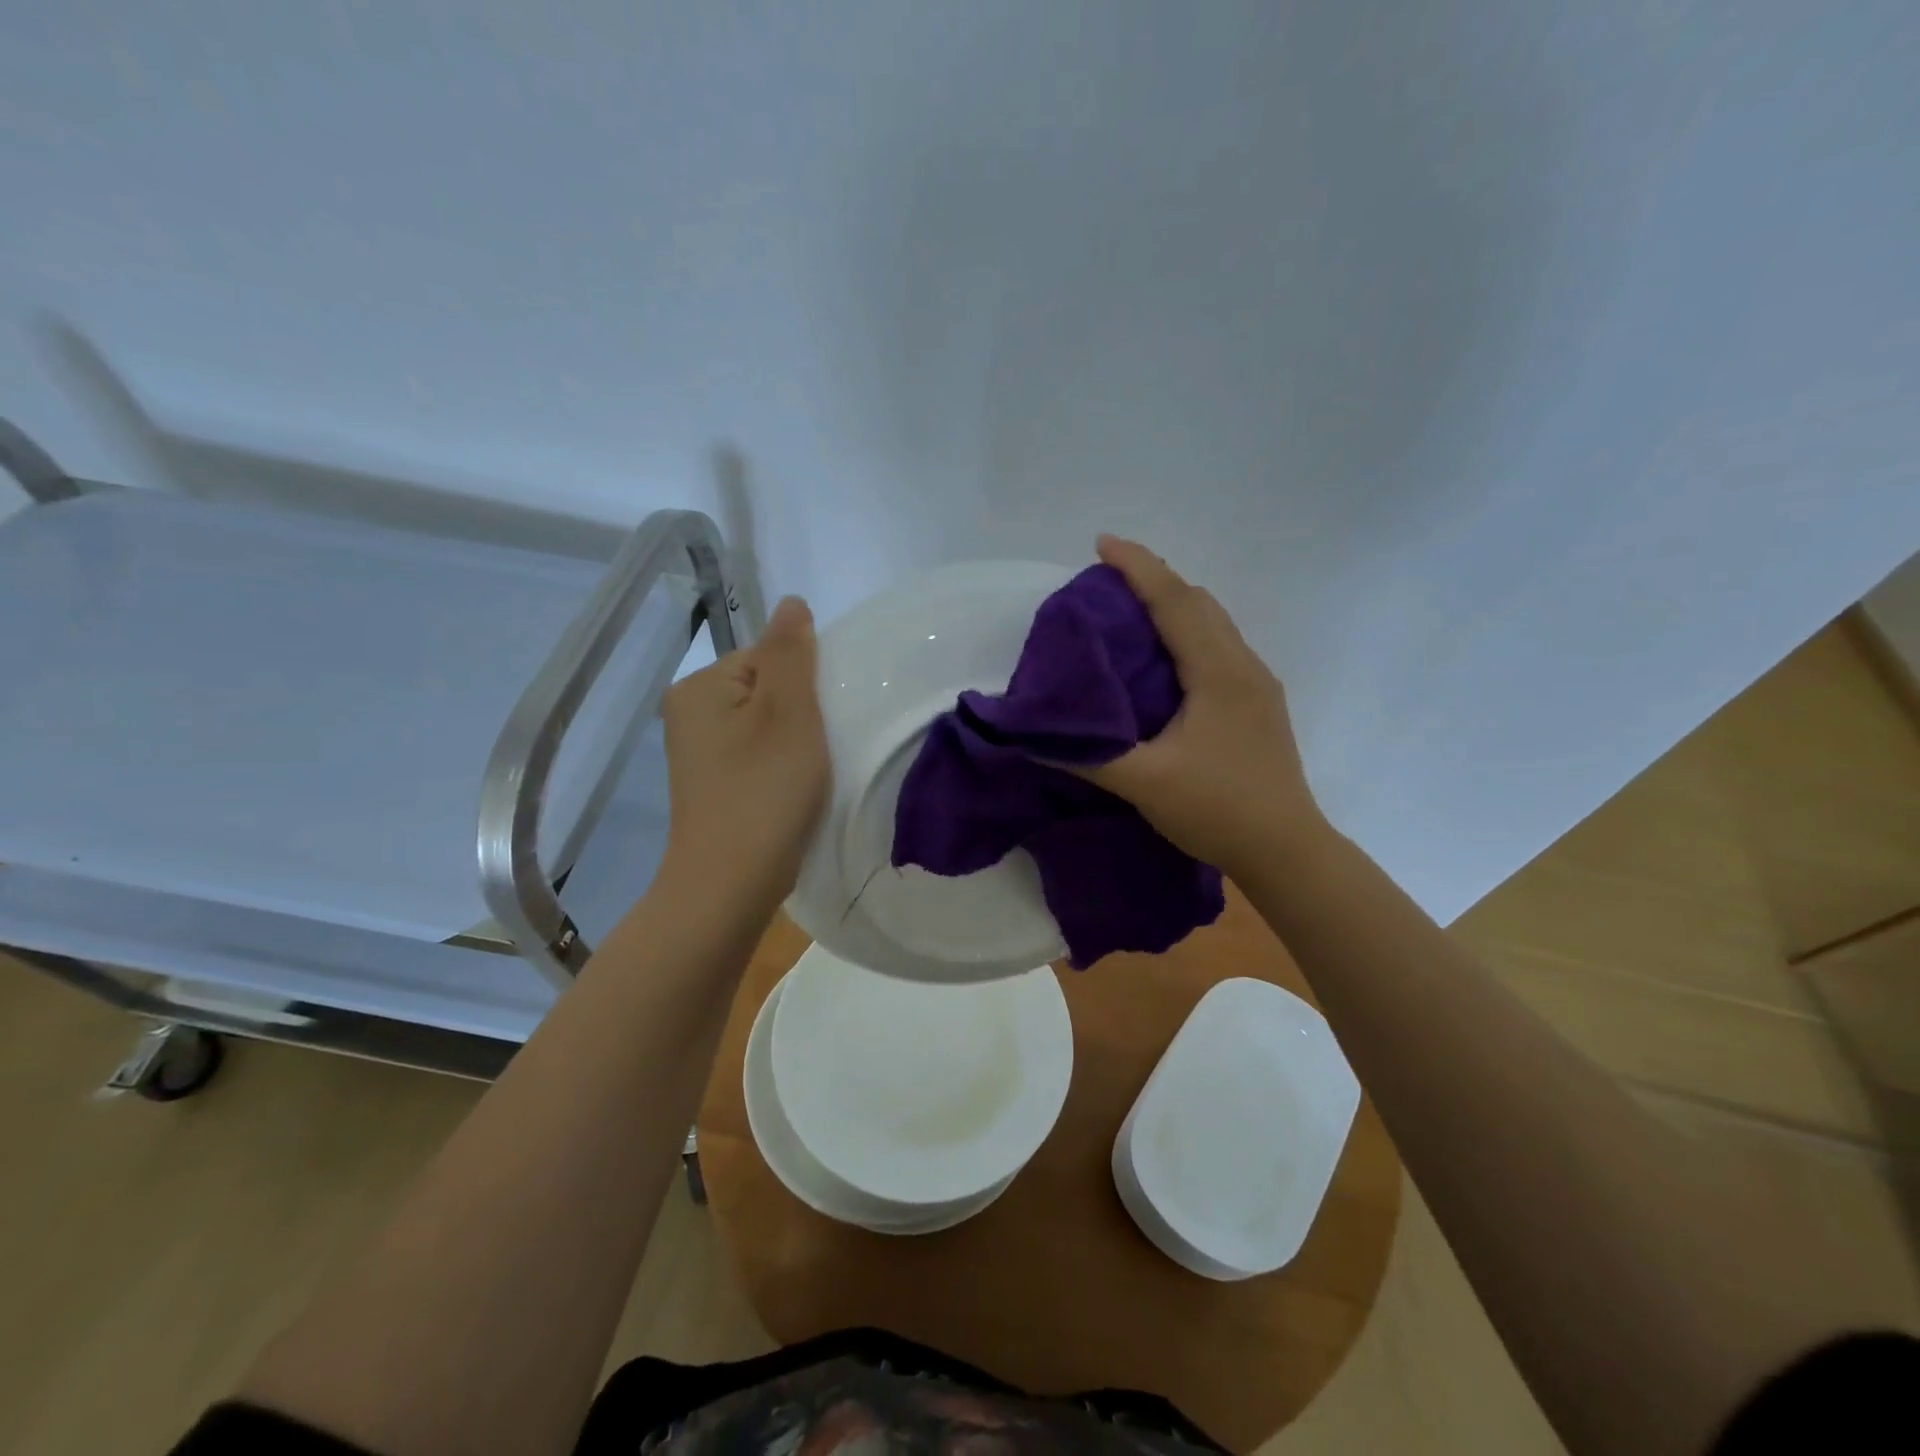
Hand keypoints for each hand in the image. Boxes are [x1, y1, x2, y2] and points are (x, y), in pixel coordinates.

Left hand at [659, 596, 829, 913]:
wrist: (728, 885)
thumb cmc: (763, 792)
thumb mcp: (788, 713)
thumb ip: (790, 653)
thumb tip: (791, 603)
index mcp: (700, 686)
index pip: (769, 656)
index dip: (806, 684)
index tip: (821, 722)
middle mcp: (690, 712)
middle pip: (767, 689)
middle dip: (802, 713)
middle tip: (820, 749)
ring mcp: (698, 751)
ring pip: (765, 724)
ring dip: (795, 741)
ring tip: (810, 773)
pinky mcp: (712, 784)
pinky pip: (756, 754)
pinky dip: (781, 765)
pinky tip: (794, 790)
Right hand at [1074, 535, 1327, 879]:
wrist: (1288, 850)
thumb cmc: (1218, 809)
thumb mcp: (1144, 783)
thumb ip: (1088, 757)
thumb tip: (1033, 739)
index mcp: (1218, 672)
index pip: (1174, 602)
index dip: (1137, 567)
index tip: (1101, 543)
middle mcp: (1243, 665)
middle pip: (1198, 602)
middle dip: (1154, 580)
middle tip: (1107, 581)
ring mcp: (1257, 685)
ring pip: (1213, 624)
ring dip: (1173, 606)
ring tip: (1130, 611)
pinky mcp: (1258, 705)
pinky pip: (1219, 647)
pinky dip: (1187, 634)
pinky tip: (1164, 660)